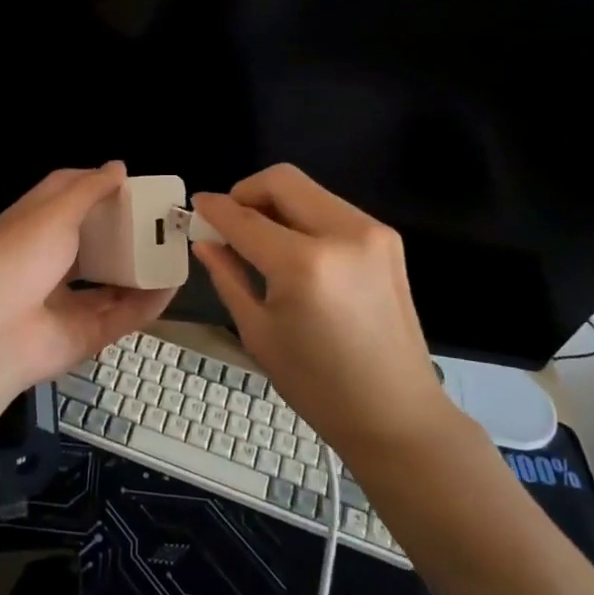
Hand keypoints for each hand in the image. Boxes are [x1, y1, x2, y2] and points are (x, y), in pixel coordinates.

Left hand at [0, 163, 175, 416]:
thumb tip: (118, 167)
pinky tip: (172, 285)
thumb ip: (88, 191)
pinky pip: (123, 315)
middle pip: (93, 242)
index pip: (64, 198)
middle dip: (124, 231)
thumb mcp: (53, 213)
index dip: (94, 186)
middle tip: (159, 217)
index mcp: (32, 227)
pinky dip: (148, 302)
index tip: (127, 181)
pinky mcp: (85, 334)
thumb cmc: (19, 258)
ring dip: (140, 267)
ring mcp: (67, 301)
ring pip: (111, 282)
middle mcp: (49, 263)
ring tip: (172, 250)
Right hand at [192, 164, 461, 458]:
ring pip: (308, 190)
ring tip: (260, 240)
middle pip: (282, 180)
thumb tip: (204, 241)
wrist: (396, 414)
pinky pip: (331, 209)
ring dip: (276, 204)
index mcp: (304, 265)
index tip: (196, 207)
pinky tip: (294, 251)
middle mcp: (343, 235)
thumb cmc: (318, 386)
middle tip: (229, 222)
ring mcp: (372, 233)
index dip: (215, 209)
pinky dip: (303, 217)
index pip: (245, 218)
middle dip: (246, 193)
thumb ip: (228, 276)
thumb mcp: (258, 332)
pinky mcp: (387, 239)